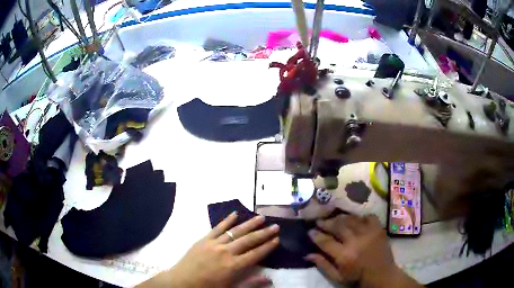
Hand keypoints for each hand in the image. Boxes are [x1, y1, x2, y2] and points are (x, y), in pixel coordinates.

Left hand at [138, 212, 279, 287]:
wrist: (182, 282)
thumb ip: (251, 283)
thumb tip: (270, 279)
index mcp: (234, 266)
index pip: (256, 254)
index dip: (268, 246)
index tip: (277, 239)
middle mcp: (226, 252)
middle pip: (249, 240)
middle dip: (263, 233)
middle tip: (275, 225)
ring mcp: (214, 244)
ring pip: (235, 231)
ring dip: (249, 224)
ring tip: (261, 217)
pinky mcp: (204, 239)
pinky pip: (217, 228)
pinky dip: (227, 220)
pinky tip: (235, 214)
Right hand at [307, 215, 421, 287]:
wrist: (381, 274)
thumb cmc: (357, 277)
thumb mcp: (337, 276)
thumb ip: (323, 265)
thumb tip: (308, 254)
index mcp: (344, 255)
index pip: (325, 241)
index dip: (316, 235)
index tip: (310, 231)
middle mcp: (355, 241)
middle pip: (337, 226)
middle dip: (326, 223)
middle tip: (319, 221)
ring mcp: (368, 232)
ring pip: (351, 219)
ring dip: (340, 218)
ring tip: (334, 219)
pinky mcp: (378, 228)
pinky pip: (368, 217)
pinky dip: (360, 217)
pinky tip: (356, 220)